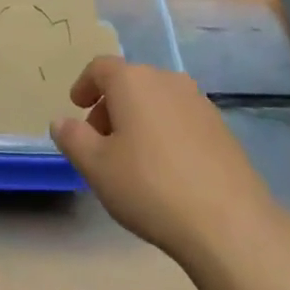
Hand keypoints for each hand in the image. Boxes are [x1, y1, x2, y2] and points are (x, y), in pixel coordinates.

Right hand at [50, 57, 277, 261]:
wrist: (228, 222)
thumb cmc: (149, 186)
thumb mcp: (96, 166)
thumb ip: (73, 138)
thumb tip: (61, 121)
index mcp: (133, 81)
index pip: (100, 67)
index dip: (84, 85)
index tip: (76, 107)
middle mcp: (167, 80)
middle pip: (130, 83)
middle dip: (109, 107)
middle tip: (99, 143)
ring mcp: (199, 102)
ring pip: (156, 100)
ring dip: (138, 119)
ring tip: (131, 159)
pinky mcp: (220, 128)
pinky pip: (180, 118)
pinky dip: (164, 132)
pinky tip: (165, 170)